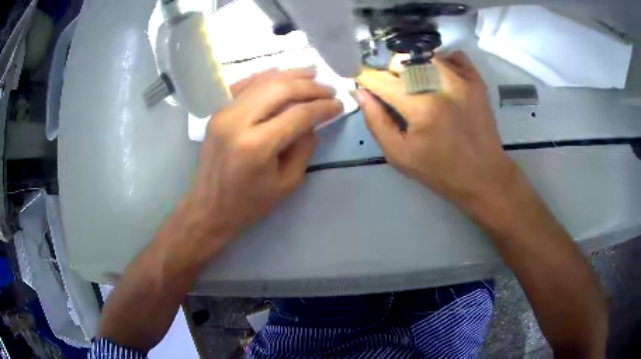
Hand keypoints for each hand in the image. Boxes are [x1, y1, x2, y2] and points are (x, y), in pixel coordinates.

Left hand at [182, 68, 342, 256]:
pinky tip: (280, 73)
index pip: (298, 115)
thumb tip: (312, 122)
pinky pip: (243, 85)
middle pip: (280, 90)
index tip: (339, 105)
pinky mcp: (217, 112)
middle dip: (309, 86)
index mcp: (257, 145)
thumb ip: (303, 148)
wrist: (209, 207)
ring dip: (290, 75)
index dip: (322, 107)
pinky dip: (263, 76)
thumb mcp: (287, 183)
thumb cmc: (249, 203)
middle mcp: (238, 121)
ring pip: (262, 82)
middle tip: (328, 88)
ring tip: (312, 73)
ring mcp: (224, 113)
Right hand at [354, 51, 516, 206]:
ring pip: (425, 55)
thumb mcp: (399, 155)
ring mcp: (462, 79)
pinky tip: (439, 79)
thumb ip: (376, 121)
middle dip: (389, 72)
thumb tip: (360, 92)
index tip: (360, 80)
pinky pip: (452, 55)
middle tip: (393, 90)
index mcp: (421, 108)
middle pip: (401, 60)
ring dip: (413, 65)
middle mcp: (441, 85)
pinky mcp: (476, 80)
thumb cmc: (440, 171)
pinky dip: (441, 61)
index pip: (381, 79)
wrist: (484, 175)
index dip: (365, 77)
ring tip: (416, 84)